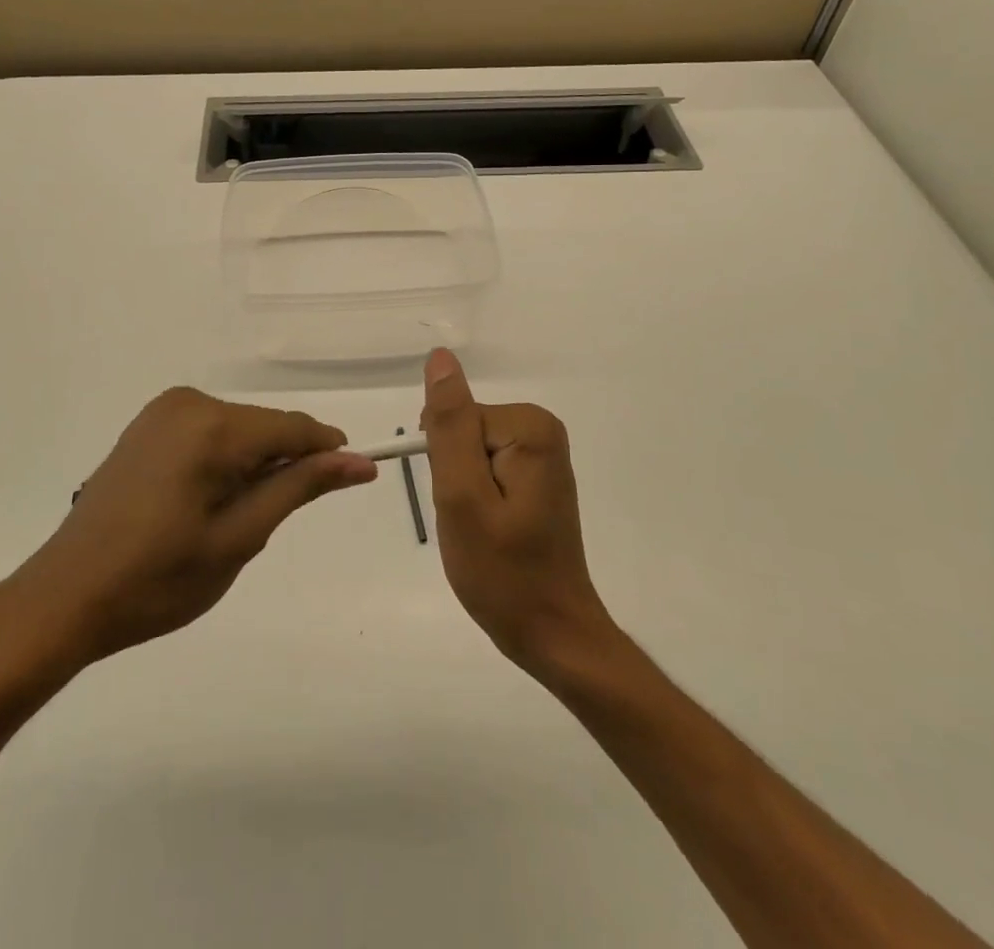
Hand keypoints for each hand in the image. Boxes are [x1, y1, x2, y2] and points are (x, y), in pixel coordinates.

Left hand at [9, 388, 376, 668]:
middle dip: (282, 466)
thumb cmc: (158, 579)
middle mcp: (188, 402)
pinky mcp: (147, 425)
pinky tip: (202, 504)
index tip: (355, 479)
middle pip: (265, 427)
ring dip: (252, 467)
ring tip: (228, 521)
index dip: (328, 453)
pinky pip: (209, 433)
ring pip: (239, 431)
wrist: (67, 596)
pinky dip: (223, 462)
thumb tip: (358, 461)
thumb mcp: (240, 537)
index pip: (294, 427)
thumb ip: (299, 488)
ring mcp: (163, 410)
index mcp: (212, 426)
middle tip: (264, 525)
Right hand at [421, 348, 617, 678]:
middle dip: (454, 476)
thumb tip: (440, 358)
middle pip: (464, 432)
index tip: (461, 504)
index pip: (455, 420)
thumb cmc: (503, 573)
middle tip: (473, 522)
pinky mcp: (536, 476)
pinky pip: (485, 469)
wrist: (553, 635)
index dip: (445, 464)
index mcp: (529, 428)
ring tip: (483, 530)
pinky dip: (477, 499)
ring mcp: (542, 454)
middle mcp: (542, 430)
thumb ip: (449, 424)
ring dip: (463, 490)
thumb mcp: (461, 496)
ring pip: (469, 453)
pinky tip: (494, 531)